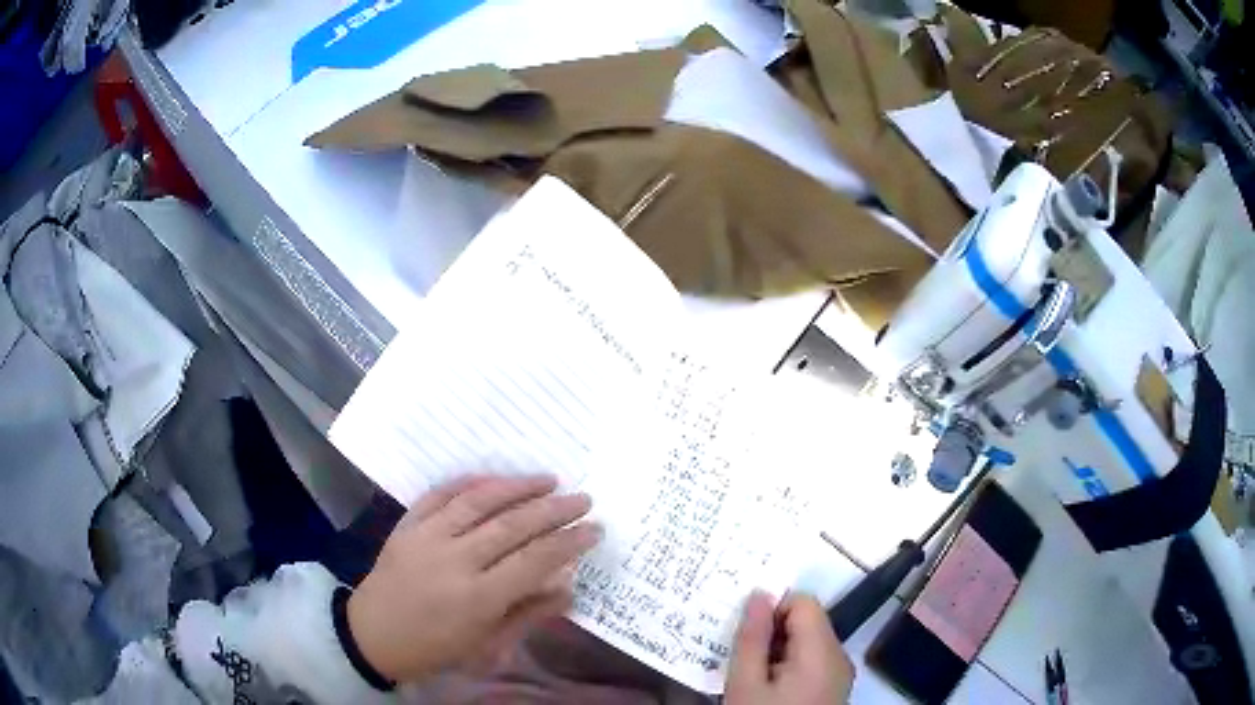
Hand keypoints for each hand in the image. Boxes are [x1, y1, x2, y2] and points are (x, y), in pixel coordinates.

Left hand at [347, 474, 601, 682]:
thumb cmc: (435, 648)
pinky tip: (493, 478)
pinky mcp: (406, 525)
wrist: (373, 635)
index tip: (594, 529)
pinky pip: (440, 494)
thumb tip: (566, 585)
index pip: (534, 561)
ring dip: (516, 487)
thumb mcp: (486, 644)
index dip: (569, 542)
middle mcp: (454, 561)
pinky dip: (468, 482)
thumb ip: (527, 613)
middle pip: (512, 526)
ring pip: (478, 502)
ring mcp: (426, 537)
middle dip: (554, 510)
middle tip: (583, 499)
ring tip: (548, 479)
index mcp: (477, 598)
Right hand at [725, 591, 854, 704]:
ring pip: (810, 642)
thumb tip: (758, 594)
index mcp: (822, 653)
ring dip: (779, 649)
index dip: (773, 608)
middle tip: (740, 652)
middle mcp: (839, 657)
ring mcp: (840, 674)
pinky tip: (766, 686)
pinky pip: (813, 661)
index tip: (744, 629)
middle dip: (773, 631)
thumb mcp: (745, 685)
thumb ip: (752, 638)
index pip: (804, 602)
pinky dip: (789, 664)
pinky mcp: (834, 688)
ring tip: (751, 672)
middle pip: (809, 622)